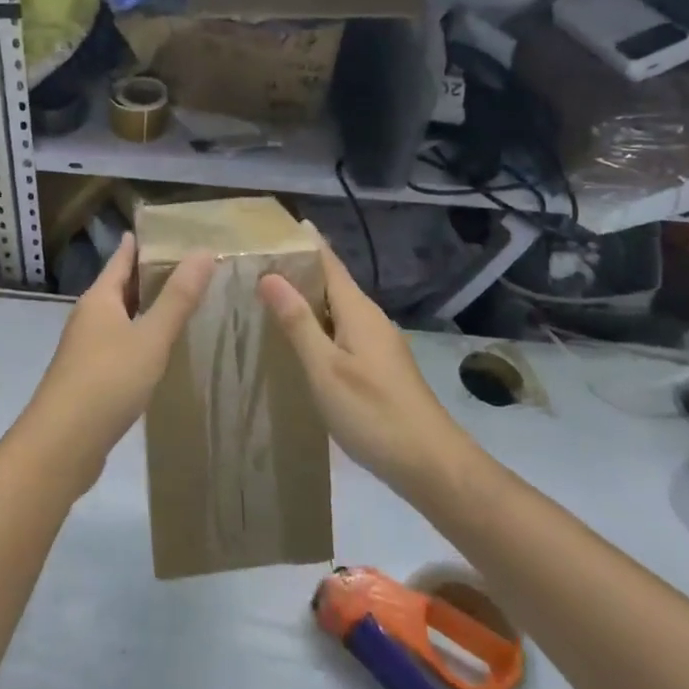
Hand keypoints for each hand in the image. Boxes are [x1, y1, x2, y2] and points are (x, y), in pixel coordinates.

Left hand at [22, 233, 214, 489]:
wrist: (61, 444)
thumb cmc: (107, 381)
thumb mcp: (151, 337)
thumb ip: (178, 297)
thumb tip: (203, 251)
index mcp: (100, 299)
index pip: (121, 259)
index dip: (140, 243)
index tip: (164, 230)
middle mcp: (89, 317)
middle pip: (120, 286)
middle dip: (147, 275)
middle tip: (185, 264)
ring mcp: (85, 349)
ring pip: (119, 317)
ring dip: (144, 308)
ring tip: (178, 303)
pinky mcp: (89, 378)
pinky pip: (118, 345)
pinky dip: (139, 338)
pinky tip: (157, 350)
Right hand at [259, 244, 470, 497]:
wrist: (431, 465)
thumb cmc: (373, 412)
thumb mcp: (325, 368)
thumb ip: (297, 322)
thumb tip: (269, 275)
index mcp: (358, 310)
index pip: (328, 261)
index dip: (305, 241)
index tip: (276, 224)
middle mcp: (370, 318)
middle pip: (332, 282)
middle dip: (299, 268)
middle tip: (257, 261)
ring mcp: (378, 343)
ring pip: (336, 308)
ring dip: (307, 298)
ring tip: (269, 295)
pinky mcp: (379, 366)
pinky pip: (342, 330)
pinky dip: (318, 324)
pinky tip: (300, 340)